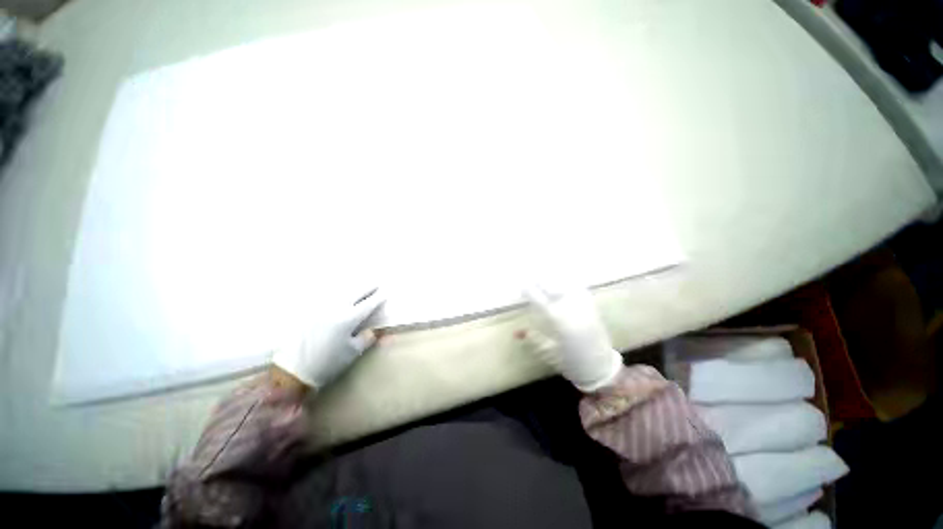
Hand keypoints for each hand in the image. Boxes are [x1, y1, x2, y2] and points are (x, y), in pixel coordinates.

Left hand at [272, 289, 384, 388]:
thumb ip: (366, 338)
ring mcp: (321, 308)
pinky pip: (326, 296)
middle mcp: (335, 309)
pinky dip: (336, 292)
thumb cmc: (327, 363)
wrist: (293, 370)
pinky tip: (338, 292)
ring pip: (340, 292)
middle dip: (367, 288)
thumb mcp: (352, 353)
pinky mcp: (308, 311)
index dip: (378, 299)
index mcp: (348, 319)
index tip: (385, 293)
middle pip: (355, 293)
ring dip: (352, 287)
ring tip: (360, 284)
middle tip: (376, 283)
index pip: (367, 305)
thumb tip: (373, 330)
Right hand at [518, 284, 622, 391]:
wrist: (600, 366)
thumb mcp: (549, 352)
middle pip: (552, 285)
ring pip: (566, 282)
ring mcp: (582, 304)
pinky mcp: (592, 305)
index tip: (522, 288)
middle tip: (532, 279)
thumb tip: (516, 333)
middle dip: (540, 280)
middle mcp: (570, 308)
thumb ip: (534, 338)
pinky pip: (578, 287)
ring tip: (545, 277)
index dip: (529, 290)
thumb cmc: (572, 361)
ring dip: (554, 278)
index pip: (539, 298)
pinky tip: (562, 281)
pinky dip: (568, 282)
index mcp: (558, 320)